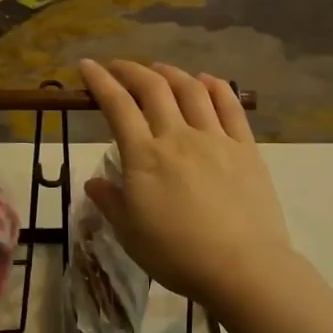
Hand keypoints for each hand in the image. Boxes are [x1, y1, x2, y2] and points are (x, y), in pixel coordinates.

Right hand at [79, 59, 293, 307]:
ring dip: (171, 73)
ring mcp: (215, 138)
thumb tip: (94, 182)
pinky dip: (215, 86)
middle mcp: (177, 136)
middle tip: (119, 67)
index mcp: (144, 156)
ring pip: (190, 90)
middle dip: (131, 70)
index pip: (117, 106)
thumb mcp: (131, 235)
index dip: (100, 82)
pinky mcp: (245, 147)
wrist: (242, 267)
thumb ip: (111, 203)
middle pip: (153, 88)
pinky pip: (230, 106)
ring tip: (159, 69)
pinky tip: (206, 80)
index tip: (87, 66)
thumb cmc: (178, 255)